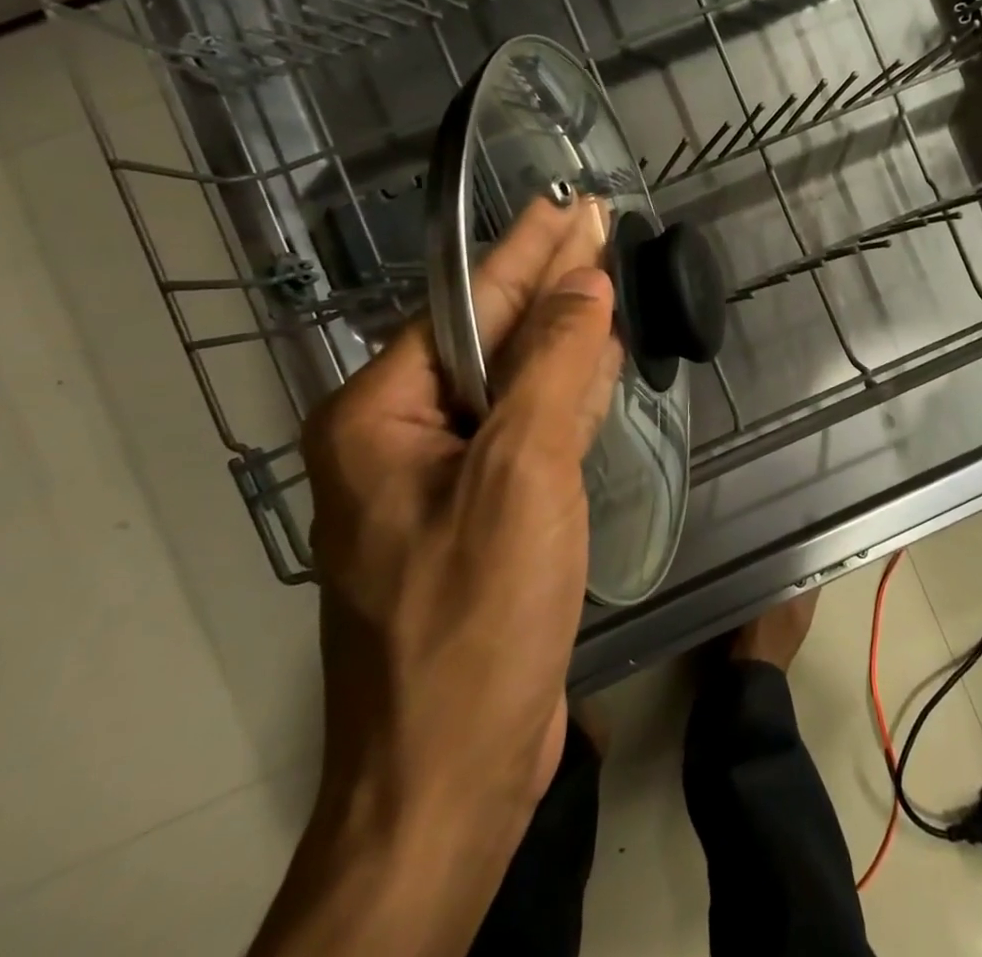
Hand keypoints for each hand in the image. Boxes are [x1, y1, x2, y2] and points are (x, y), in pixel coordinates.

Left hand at [256, 195, 622, 955]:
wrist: (449, 778)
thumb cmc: (474, 618)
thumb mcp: (519, 476)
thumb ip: (553, 368)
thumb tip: (587, 285)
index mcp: (379, 416)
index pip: (467, 306)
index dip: (528, 249)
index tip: (573, 204)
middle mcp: (398, 438)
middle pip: (486, 339)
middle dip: (545, 282)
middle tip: (597, 227)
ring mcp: (437, 480)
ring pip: (508, 383)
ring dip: (558, 334)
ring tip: (602, 281)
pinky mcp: (476, 516)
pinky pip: (522, 430)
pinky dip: (562, 393)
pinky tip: (594, 367)